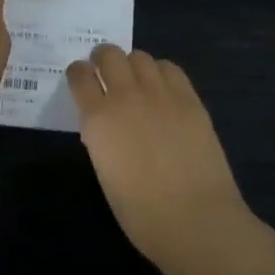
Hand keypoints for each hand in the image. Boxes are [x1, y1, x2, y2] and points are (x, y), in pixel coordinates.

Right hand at [67, 46, 249, 264]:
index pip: (79, 76)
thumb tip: (105, 125)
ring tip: (135, 79)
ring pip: (139, 56)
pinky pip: (170, 69)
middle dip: (102, 58)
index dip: (77, 73)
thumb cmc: (142, 213)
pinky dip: (160, 72)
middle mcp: (126, 96)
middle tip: (105, 71)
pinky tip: (161, 87)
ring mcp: (160, 94)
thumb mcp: (106, 173)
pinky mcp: (189, 99)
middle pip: (109, 55)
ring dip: (131, 64)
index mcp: (98, 119)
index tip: (80, 78)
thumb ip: (101, 139)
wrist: (196, 220)